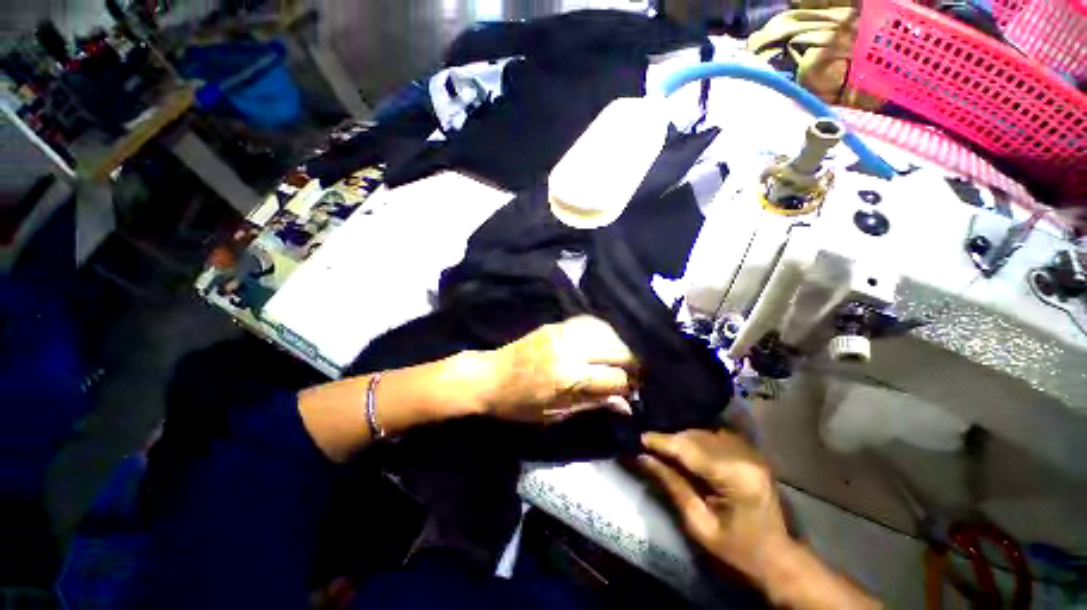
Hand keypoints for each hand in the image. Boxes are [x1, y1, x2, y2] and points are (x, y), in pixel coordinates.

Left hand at [481, 316, 637, 423]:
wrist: (489, 376)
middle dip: (633, 364)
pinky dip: (605, 333)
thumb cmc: (519, 404)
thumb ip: (593, 405)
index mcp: (569, 377)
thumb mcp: (556, 414)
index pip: (616, 378)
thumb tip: (626, 406)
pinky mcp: (557, 325)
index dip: (631, 387)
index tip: (635, 393)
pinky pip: (591, 323)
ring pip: (608, 332)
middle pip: (618, 350)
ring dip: (621, 346)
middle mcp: (571, 349)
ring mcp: (564, 332)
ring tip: (621, 360)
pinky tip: (605, 343)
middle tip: (633, 377)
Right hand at [638, 430, 791, 585]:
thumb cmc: (739, 551)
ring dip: (682, 436)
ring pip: (704, 431)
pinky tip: (685, 444)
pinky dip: (696, 436)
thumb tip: (643, 458)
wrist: (778, 557)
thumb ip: (673, 486)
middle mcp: (744, 456)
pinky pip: (716, 434)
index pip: (690, 450)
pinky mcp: (750, 451)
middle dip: (670, 438)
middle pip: (697, 436)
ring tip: (664, 445)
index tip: (640, 438)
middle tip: (648, 444)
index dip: (663, 442)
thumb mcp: (700, 526)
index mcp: (735, 478)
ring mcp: (750, 451)